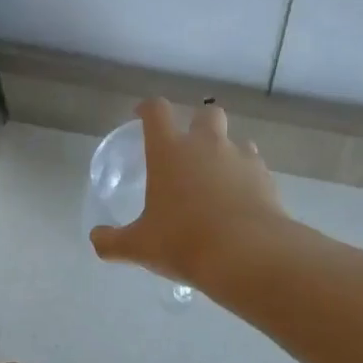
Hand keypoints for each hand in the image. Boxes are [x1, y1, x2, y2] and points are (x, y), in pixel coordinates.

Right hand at [89, 97, 288, 288]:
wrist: (248, 253)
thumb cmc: (184, 242)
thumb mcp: (140, 246)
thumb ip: (113, 241)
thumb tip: (96, 240)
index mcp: (170, 151)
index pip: (157, 111)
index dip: (148, 109)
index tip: (141, 115)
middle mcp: (207, 145)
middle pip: (206, 113)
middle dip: (197, 123)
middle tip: (189, 147)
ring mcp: (241, 158)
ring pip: (236, 140)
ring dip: (226, 151)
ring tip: (218, 177)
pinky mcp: (266, 177)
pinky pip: (255, 166)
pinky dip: (246, 176)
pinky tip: (241, 200)